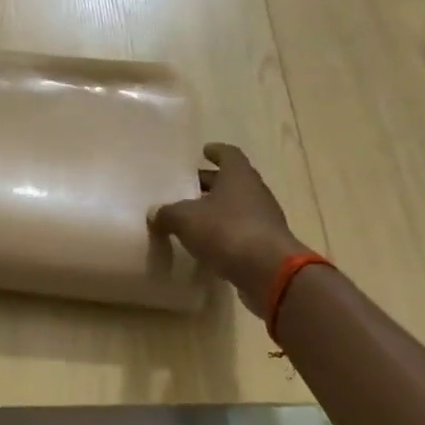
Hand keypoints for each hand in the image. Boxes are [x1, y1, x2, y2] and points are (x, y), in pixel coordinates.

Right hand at [149, 143, 306, 317]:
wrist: (269, 272)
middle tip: (186, 187)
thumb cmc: (227, 231)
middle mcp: (255, 192)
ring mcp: (264, 219)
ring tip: (192, 217)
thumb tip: (155, 213)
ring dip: (217, 210)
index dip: (216, 152)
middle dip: (209, 183)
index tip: (204, 151)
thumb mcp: (185, 219)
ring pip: (236, 207)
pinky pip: (241, 231)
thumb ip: (167, 213)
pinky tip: (206, 243)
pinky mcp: (265, 244)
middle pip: (231, 181)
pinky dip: (224, 233)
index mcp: (238, 175)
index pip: (229, 154)